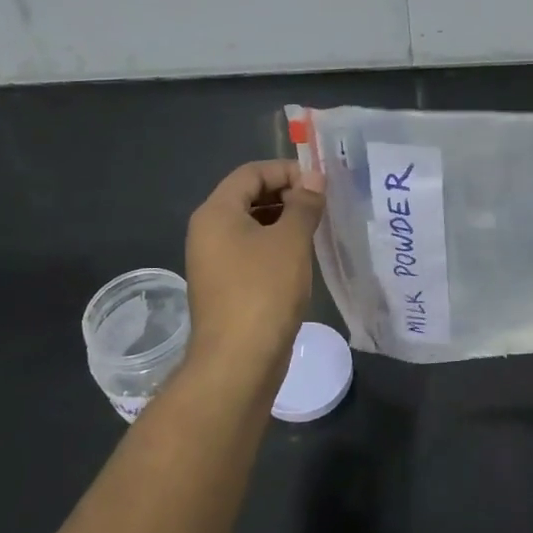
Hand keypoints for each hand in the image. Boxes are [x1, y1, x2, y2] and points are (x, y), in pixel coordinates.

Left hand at [185, 160, 325, 380]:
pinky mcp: (226, 286)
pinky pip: (252, 251)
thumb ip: (304, 203)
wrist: (238, 362)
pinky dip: (276, 246)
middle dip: (287, 194)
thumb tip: (313, 178)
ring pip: (252, 225)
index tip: (321, 183)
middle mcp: (209, 231)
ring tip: (318, 229)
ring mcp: (215, 261)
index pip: (251, 173)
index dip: (287, 170)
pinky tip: (303, 258)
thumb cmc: (264, 291)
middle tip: (323, 205)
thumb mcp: (291, 241)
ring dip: (284, 221)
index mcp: (216, 212)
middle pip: (249, 196)